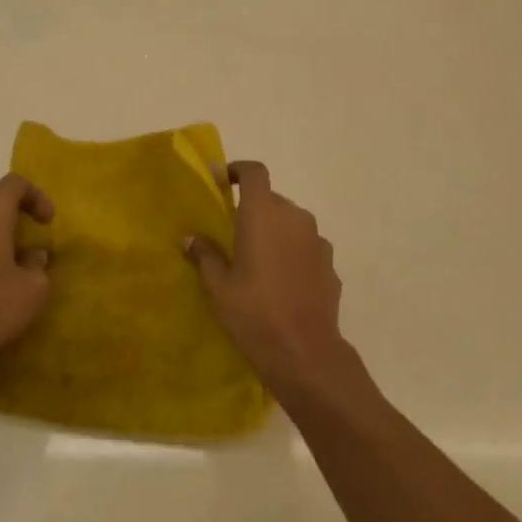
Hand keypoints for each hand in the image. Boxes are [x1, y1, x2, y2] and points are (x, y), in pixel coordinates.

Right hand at [186, 162, 356, 397]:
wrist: (304, 351)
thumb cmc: (253, 312)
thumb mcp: (218, 286)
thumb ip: (205, 255)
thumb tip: (191, 239)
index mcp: (263, 214)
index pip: (255, 172)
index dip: (238, 170)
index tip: (222, 180)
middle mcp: (294, 217)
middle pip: (272, 199)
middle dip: (253, 208)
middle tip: (233, 232)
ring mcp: (317, 241)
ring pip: (291, 223)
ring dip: (274, 231)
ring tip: (257, 259)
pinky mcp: (330, 264)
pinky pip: (306, 246)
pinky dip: (292, 252)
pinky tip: (282, 280)